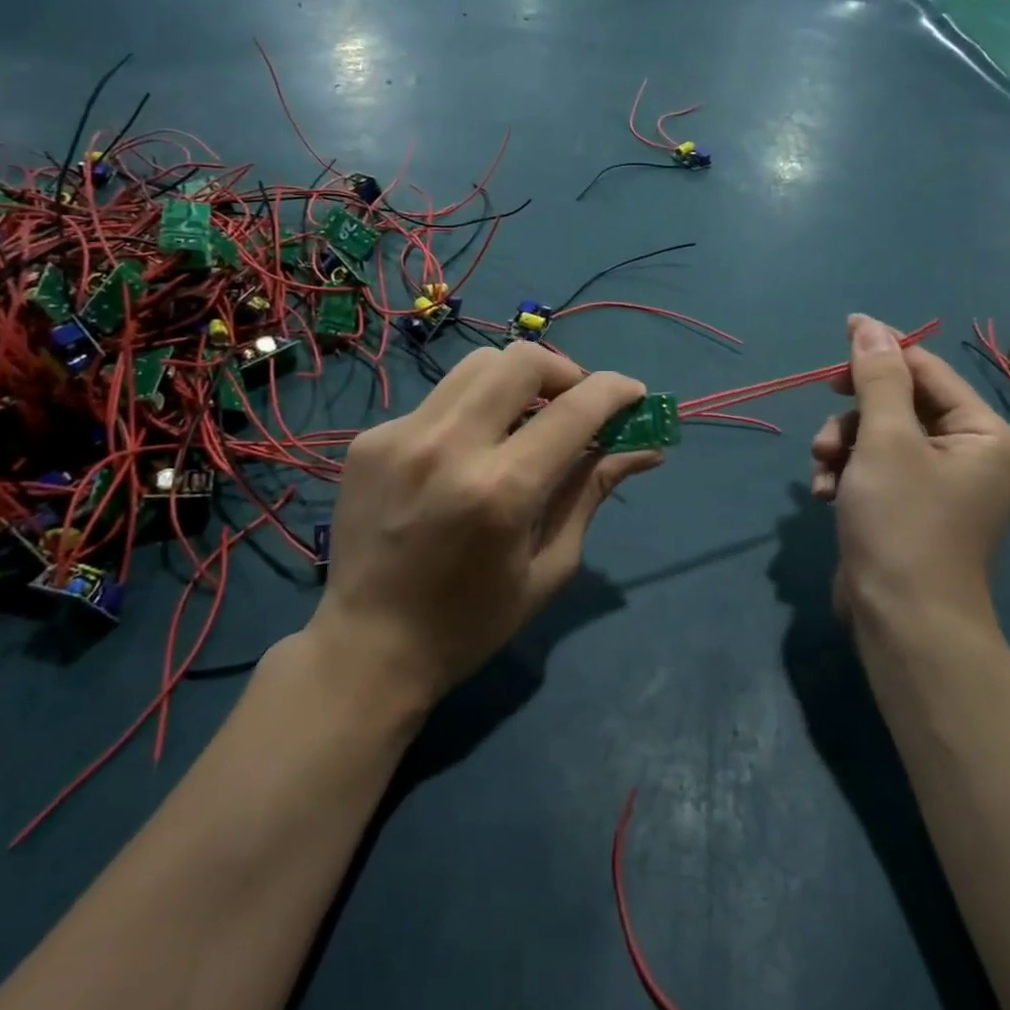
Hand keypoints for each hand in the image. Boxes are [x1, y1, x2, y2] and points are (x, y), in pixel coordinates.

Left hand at [311, 343, 661, 708]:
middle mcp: (449, 447)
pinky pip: (438, 401)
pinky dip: (469, 414)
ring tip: (525, 420)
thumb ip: (591, 492)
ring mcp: (400, 436)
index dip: (616, 390)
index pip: (575, 409)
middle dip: (564, 371)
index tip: (634, 394)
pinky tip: (466, 456)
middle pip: (521, 360)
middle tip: (574, 404)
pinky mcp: (370, 439)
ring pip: (477, 365)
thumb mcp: (549, 567)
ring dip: (516, 381)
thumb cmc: (471, 622)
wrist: (366, 649)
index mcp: (502, 491)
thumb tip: (643, 448)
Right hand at [810, 315, 1009, 641]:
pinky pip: (876, 471)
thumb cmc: (902, 524)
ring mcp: (940, 486)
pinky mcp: (911, 510)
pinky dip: (847, 476)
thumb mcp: (885, 441)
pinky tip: (825, 495)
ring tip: (822, 474)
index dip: (882, 353)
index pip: (928, 372)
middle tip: (825, 425)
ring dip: (842, 448)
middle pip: (900, 405)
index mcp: (984, 435)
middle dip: (854, 417)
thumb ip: (876, 378)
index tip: (840, 336)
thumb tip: (867, 324)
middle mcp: (971, 456)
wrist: (903, 625)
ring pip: (879, 438)